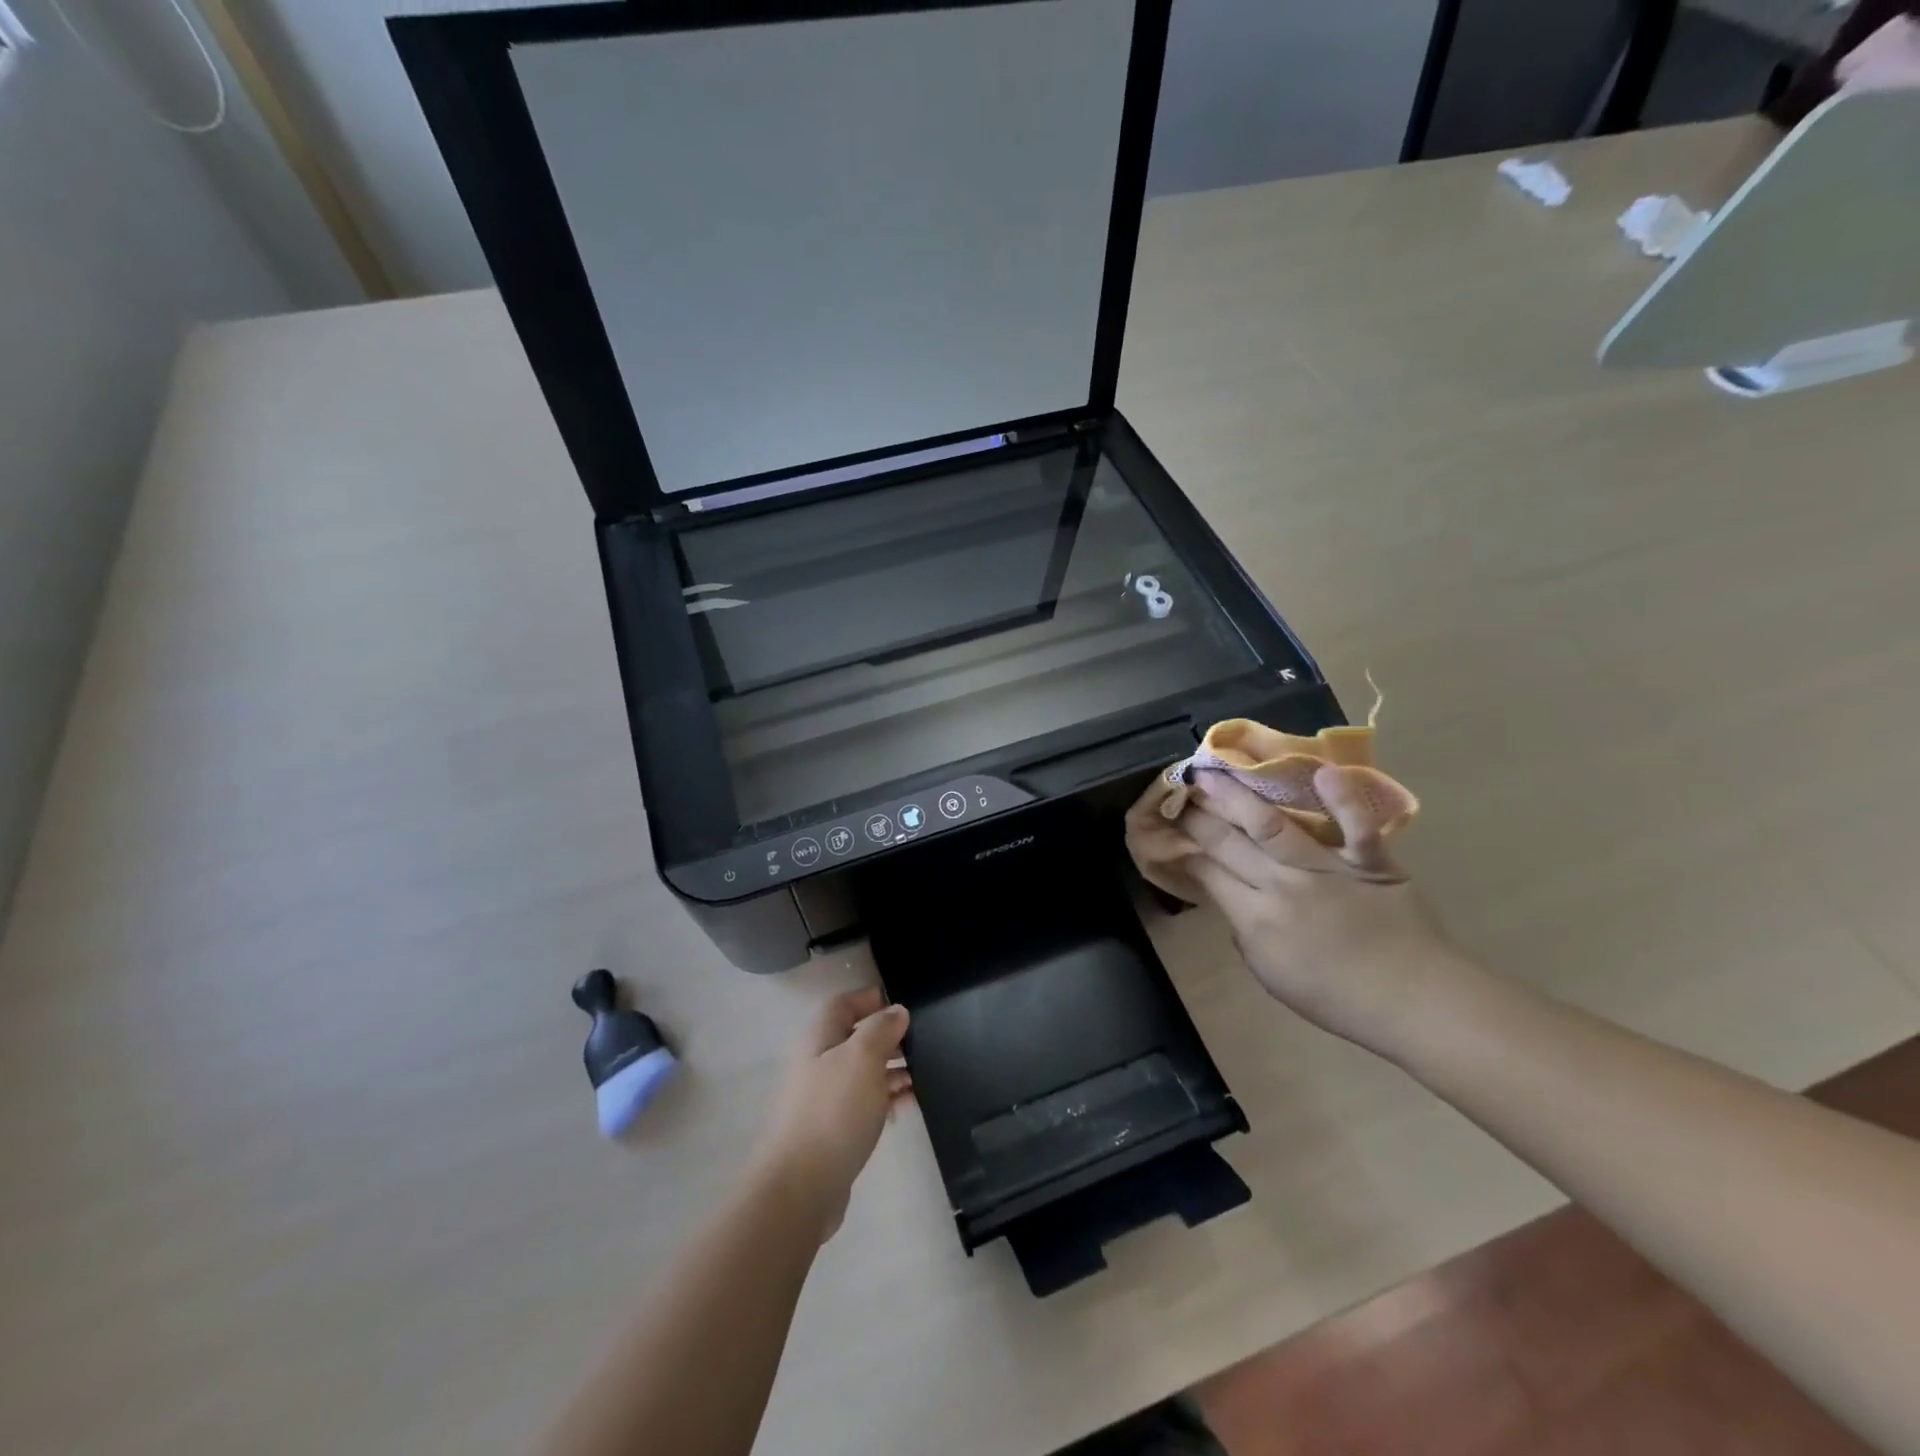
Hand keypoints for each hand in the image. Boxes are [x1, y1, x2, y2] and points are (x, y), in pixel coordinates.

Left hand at [754, 987, 911, 1243]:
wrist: (800, 1188)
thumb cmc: (833, 1111)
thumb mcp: (863, 1058)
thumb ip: (881, 1029)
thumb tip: (896, 1011)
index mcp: (818, 1039)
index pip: (843, 1004)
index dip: (871, 998)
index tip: (903, 1004)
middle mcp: (817, 1064)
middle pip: (855, 1039)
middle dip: (888, 1038)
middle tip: (922, 1044)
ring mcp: (822, 1100)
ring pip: (862, 1073)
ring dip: (891, 1071)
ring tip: (923, 1077)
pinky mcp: (831, 1132)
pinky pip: (863, 1105)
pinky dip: (885, 1101)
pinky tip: (908, 1107)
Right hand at [1129, 764, 1463, 1050]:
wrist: (1413, 1002)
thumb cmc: (1336, 996)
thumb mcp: (1270, 974)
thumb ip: (1245, 932)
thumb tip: (1233, 898)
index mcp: (1256, 919)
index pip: (1206, 871)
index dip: (1182, 845)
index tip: (1167, 825)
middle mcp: (1283, 886)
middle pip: (1228, 842)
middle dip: (1196, 814)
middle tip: (1178, 789)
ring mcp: (1326, 869)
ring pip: (1272, 824)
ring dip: (1236, 796)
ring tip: (1211, 771)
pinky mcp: (1369, 861)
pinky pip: (1355, 826)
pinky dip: (1343, 800)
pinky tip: (1322, 772)